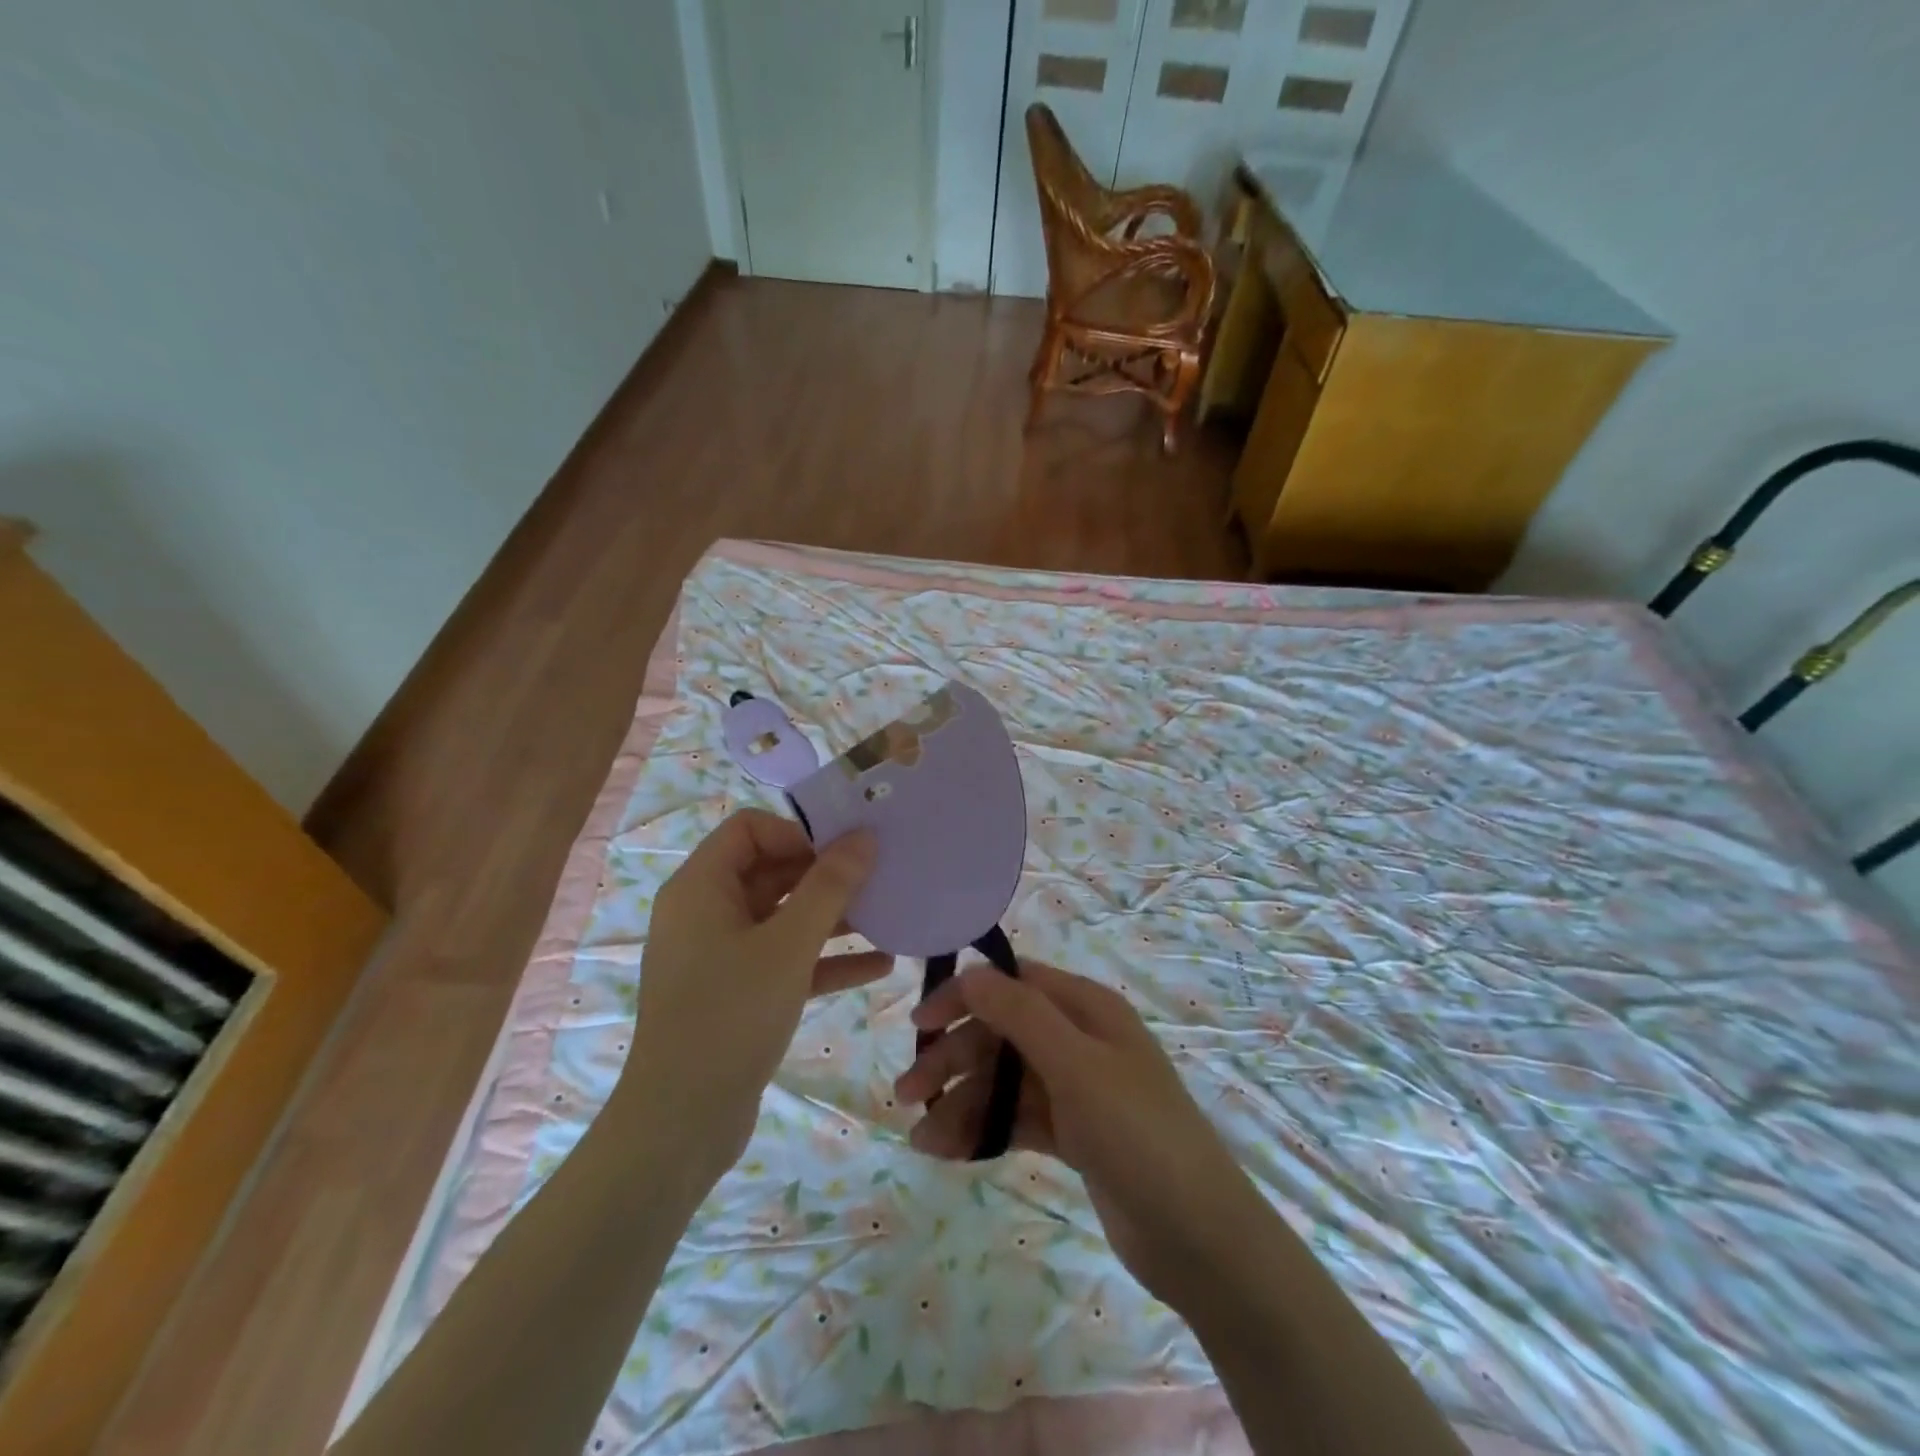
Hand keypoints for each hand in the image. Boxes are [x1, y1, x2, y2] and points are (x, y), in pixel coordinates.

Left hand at [624, 810, 886, 1186]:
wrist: (682, 1123)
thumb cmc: (731, 1015)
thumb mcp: (789, 945)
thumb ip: (829, 886)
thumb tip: (863, 836)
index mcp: (701, 887)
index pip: (750, 829)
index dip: (798, 832)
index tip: (845, 852)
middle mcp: (706, 912)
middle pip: (771, 871)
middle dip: (826, 875)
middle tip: (879, 880)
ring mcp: (721, 955)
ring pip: (784, 918)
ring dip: (833, 918)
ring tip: (888, 918)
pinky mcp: (738, 993)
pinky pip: (787, 959)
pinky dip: (826, 959)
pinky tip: (880, 966)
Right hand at [898, 961, 1266, 1302]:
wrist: (1199, 1239)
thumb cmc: (1138, 1134)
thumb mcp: (1076, 1066)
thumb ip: (1021, 1014)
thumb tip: (971, 970)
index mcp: (1086, 1009)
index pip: (1013, 984)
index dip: (964, 997)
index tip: (919, 1024)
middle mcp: (1079, 1040)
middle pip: (1002, 1034)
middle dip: (954, 1058)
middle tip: (906, 1093)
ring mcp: (1076, 1089)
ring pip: (1004, 1081)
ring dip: (963, 1103)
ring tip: (922, 1141)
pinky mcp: (1074, 1134)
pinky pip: (1017, 1119)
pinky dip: (985, 1130)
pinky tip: (950, 1152)